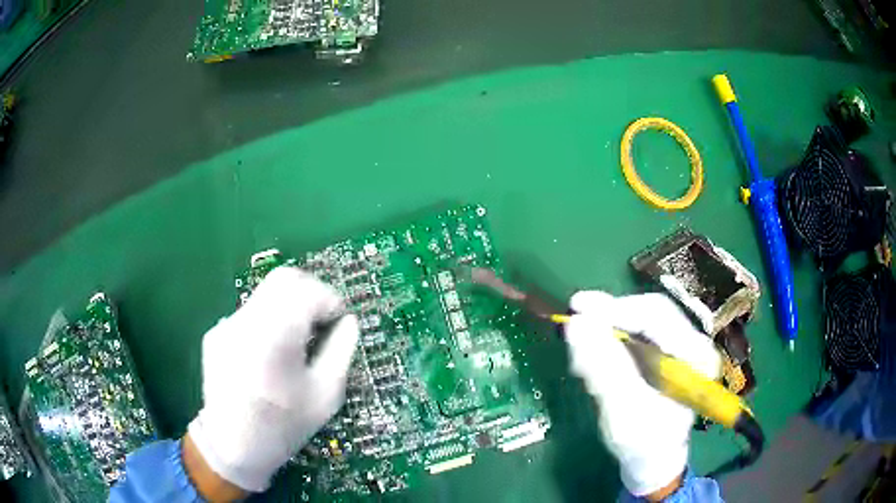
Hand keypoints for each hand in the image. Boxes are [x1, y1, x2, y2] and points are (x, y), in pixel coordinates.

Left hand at [187, 267, 358, 493]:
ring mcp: (227, 325)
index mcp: (276, 335)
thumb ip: (341, 351)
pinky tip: (269, 355)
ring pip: (266, 294)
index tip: (338, 322)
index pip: (309, 291)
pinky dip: (267, 322)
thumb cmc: (284, 426)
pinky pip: (249, 314)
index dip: (331, 301)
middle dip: (311, 293)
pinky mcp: (216, 333)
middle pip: (285, 279)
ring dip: (288, 307)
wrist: (233, 446)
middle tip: (321, 322)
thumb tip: (349, 323)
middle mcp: (247, 321)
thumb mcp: (325, 395)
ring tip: (296, 341)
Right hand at [565, 291, 720, 498]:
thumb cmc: (642, 443)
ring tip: (582, 345)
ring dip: (609, 330)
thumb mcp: (622, 410)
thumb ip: (603, 368)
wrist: (652, 460)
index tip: (578, 308)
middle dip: (611, 318)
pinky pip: (637, 335)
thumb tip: (575, 323)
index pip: (657, 315)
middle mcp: (693, 343)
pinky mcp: (666, 353)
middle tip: (576, 322)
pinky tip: (595, 353)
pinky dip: (612, 341)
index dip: (617, 309)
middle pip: (650, 313)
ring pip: (641, 322)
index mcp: (696, 356)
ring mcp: (681, 346)